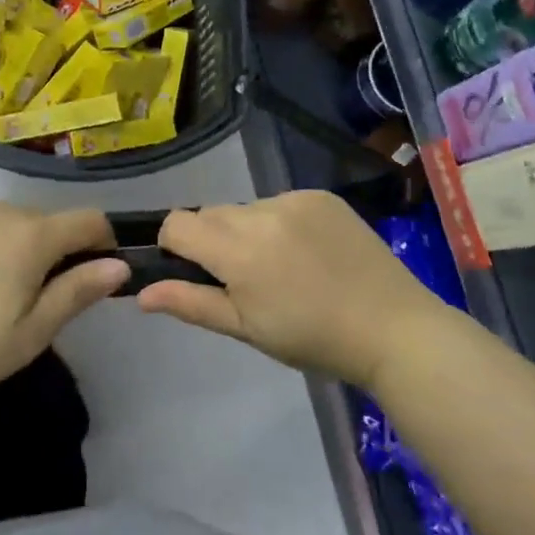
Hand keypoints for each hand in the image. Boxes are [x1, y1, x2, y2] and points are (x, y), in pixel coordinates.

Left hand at [0, 204, 127, 407]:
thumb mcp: (30, 334)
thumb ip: (77, 292)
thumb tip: (121, 266)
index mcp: (32, 235)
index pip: (90, 219)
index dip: (104, 243)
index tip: (96, 278)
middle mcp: (3, 211)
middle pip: (51, 221)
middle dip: (61, 251)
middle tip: (42, 302)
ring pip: (14, 223)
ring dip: (23, 248)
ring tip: (0, 296)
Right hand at [140, 191, 453, 387]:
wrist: (393, 327)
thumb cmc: (313, 339)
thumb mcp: (246, 329)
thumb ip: (191, 304)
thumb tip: (141, 292)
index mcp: (238, 250)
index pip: (178, 223)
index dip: (174, 245)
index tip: (193, 271)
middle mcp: (261, 213)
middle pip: (210, 214)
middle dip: (212, 240)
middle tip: (242, 278)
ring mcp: (294, 199)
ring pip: (245, 208)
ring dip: (247, 230)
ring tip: (282, 267)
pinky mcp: (320, 195)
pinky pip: (280, 202)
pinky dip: (280, 223)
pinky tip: (307, 252)